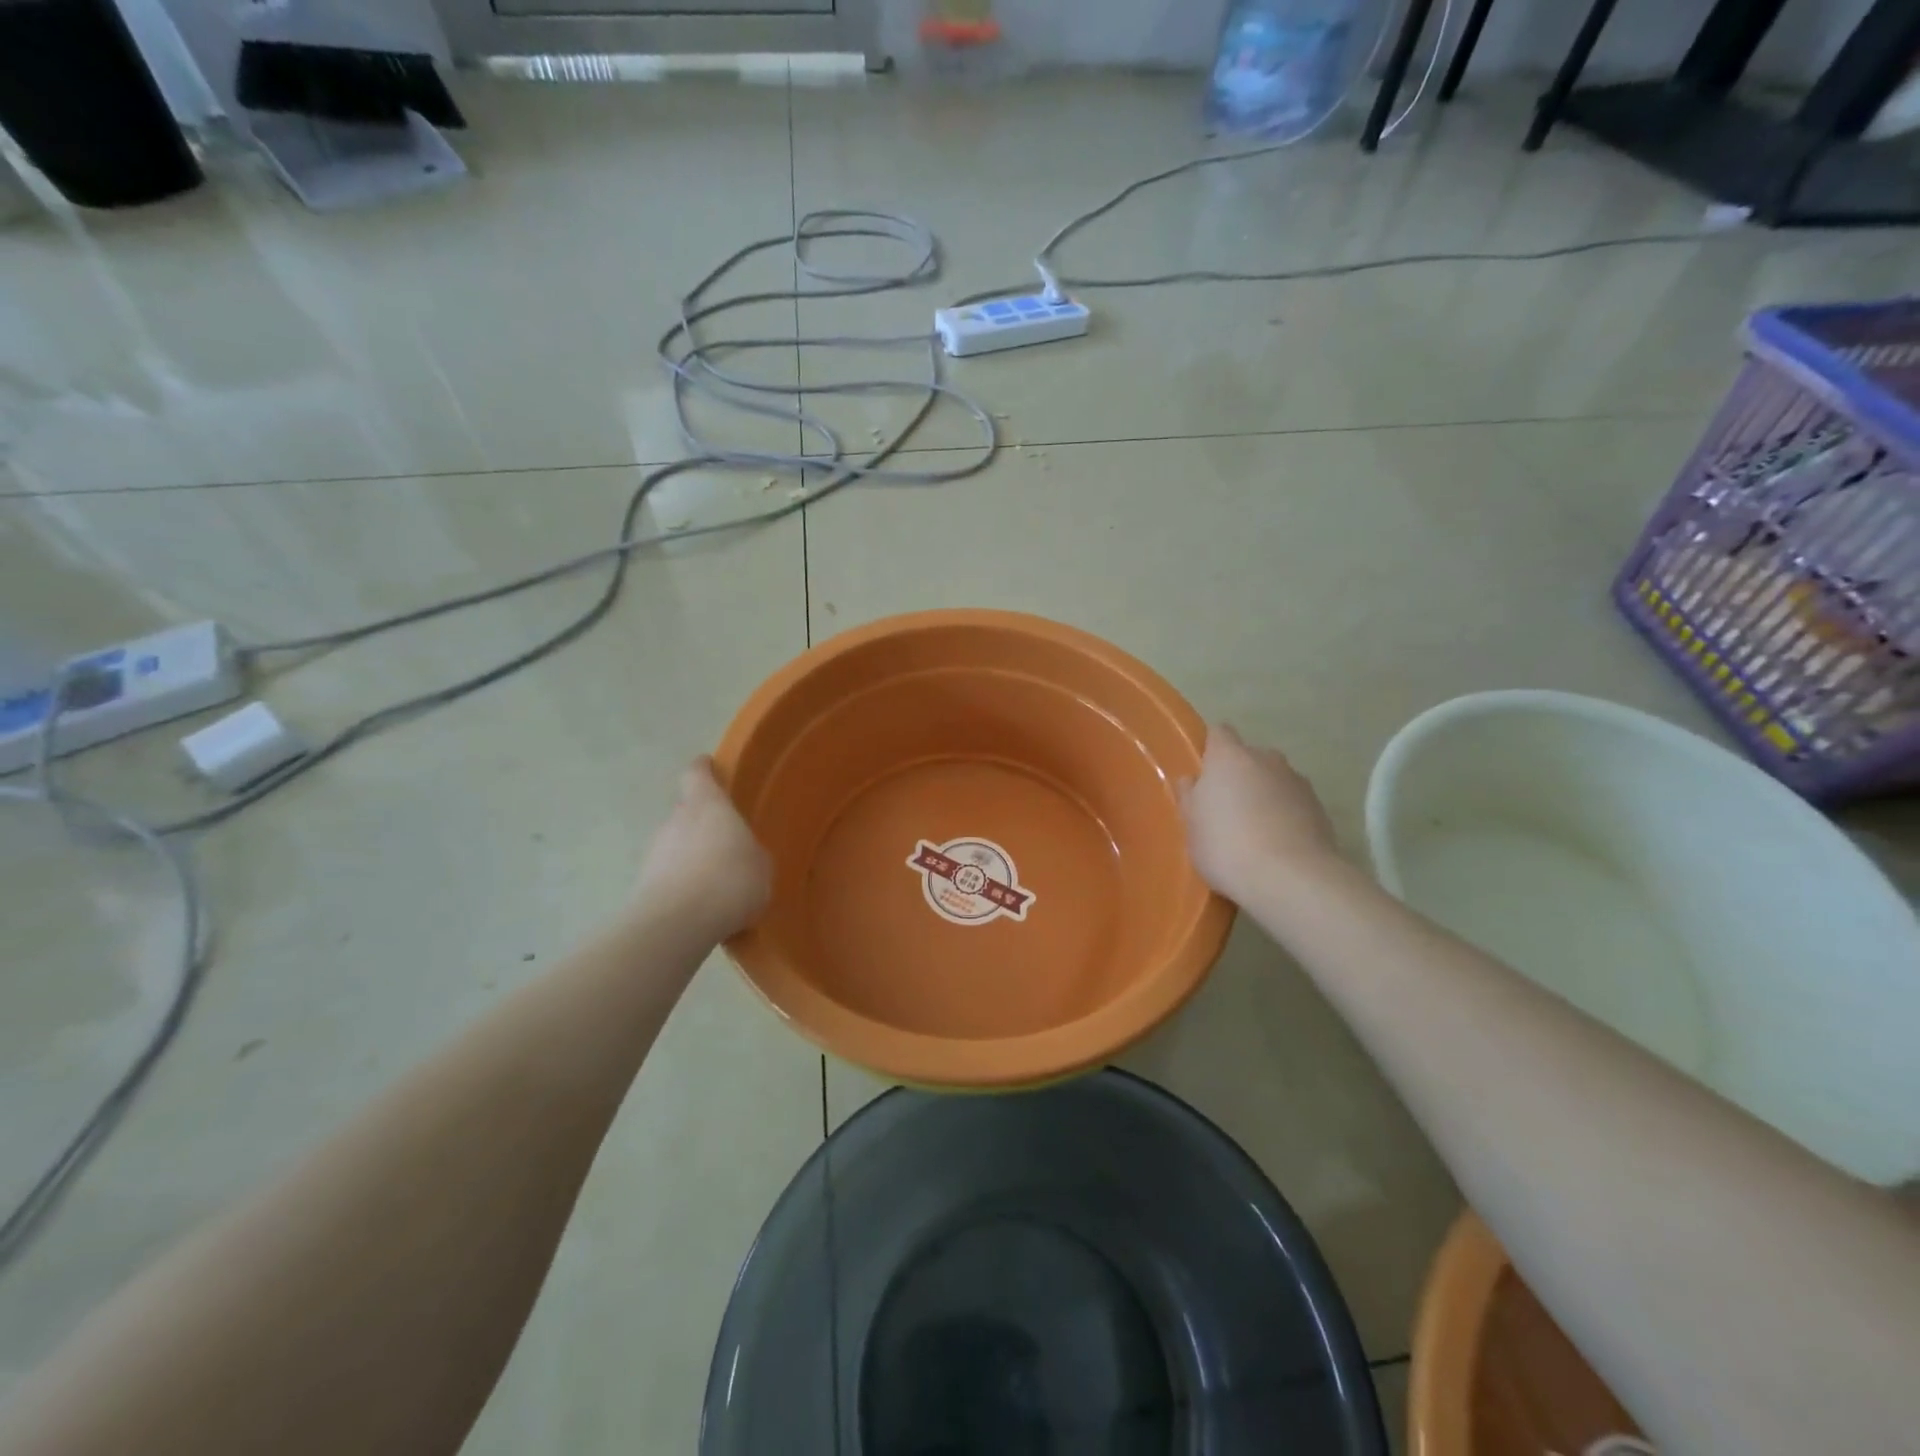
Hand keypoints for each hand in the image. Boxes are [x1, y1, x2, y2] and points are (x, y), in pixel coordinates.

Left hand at [631, 757, 771, 942]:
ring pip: (676, 845)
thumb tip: (743, 855)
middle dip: (702, 824)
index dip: (702, 769)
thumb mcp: (761, 866)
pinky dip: (682, 884)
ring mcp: (654, 852)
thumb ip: (751, 853)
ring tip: (715, 882)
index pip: (696, 774)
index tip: (708, 766)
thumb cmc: (730, 879)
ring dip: (691, 856)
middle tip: (725, 842)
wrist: (678, 923)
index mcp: (707, 805)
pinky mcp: (643, 883)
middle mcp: (676, 820)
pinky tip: (701, 906)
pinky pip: (669, 876)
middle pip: (687, 812)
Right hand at [1178, 724, 1338, 905]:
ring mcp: (1297, 782)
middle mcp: (1266, 759)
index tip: (1204, 775)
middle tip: (1227, 809)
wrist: (1290, 878)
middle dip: (1239, 776)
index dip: (1211, 749)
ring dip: (1265, 795)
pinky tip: (1278, 845)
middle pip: (1249, 757)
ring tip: (1255, 831)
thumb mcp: (1191, 826)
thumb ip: (1190, 798)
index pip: (1219, 733)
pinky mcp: (1320, 807)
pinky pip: (1294, 803)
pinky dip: (1286, 815)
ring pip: (1274, 780)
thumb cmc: (1226, 846)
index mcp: (1229, 757)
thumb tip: (1192, 781)